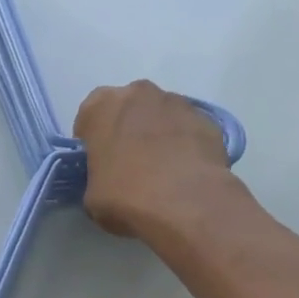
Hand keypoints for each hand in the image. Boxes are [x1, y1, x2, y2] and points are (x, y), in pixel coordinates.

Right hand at [75, 80, 236, 240]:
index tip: (97, 162)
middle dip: (127, 130)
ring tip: (161, 170)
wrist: (186, 204)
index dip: (92, 141)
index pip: (89, 117)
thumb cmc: (125, 196)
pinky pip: (188, 130)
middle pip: (128, 109)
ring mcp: (179, 103)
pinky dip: (185, 145)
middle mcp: (140, 93)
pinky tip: (185, 173)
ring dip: (158, 135)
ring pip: (161, 116)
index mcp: (102, 106)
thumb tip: (109, 180)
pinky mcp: (209, 121)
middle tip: (129, 164)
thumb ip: (97, 176)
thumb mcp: (91, 195)